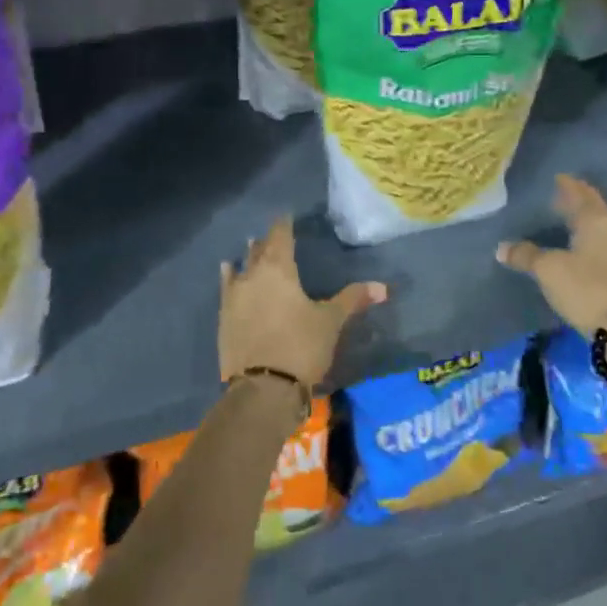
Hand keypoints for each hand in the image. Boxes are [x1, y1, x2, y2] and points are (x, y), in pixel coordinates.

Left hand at [218, 217, 385, 387]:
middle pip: (259, 251)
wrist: (262, 389)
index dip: (284, 225)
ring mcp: (234, 298)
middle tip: (273, 234)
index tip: (287, 216)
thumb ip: (352, 299)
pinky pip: (227, 289)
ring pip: (240, 268)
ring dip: (247, 257)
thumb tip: (383, 287)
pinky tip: (227, 272)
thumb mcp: (331, 322)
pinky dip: (230, 278)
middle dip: (267, 242)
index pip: (280, 236)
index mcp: (279, 269)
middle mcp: (252, 276)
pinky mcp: (224, 320)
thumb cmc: (301, 346)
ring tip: (249, 247)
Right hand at [496, 175, 606, 336]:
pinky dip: (590, 238)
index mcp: (596, 220)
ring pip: (600, 225)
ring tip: (566, 219)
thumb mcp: (548, 270)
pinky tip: (579, 246)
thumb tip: (502, 247)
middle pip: (593, 207)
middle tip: (559, 194)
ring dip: (584, 220)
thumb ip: (525, 255)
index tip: (557, 177)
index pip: (578, 193)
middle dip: (577, 199)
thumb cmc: (585, 288)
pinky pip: (604, 243)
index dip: (566, 185)